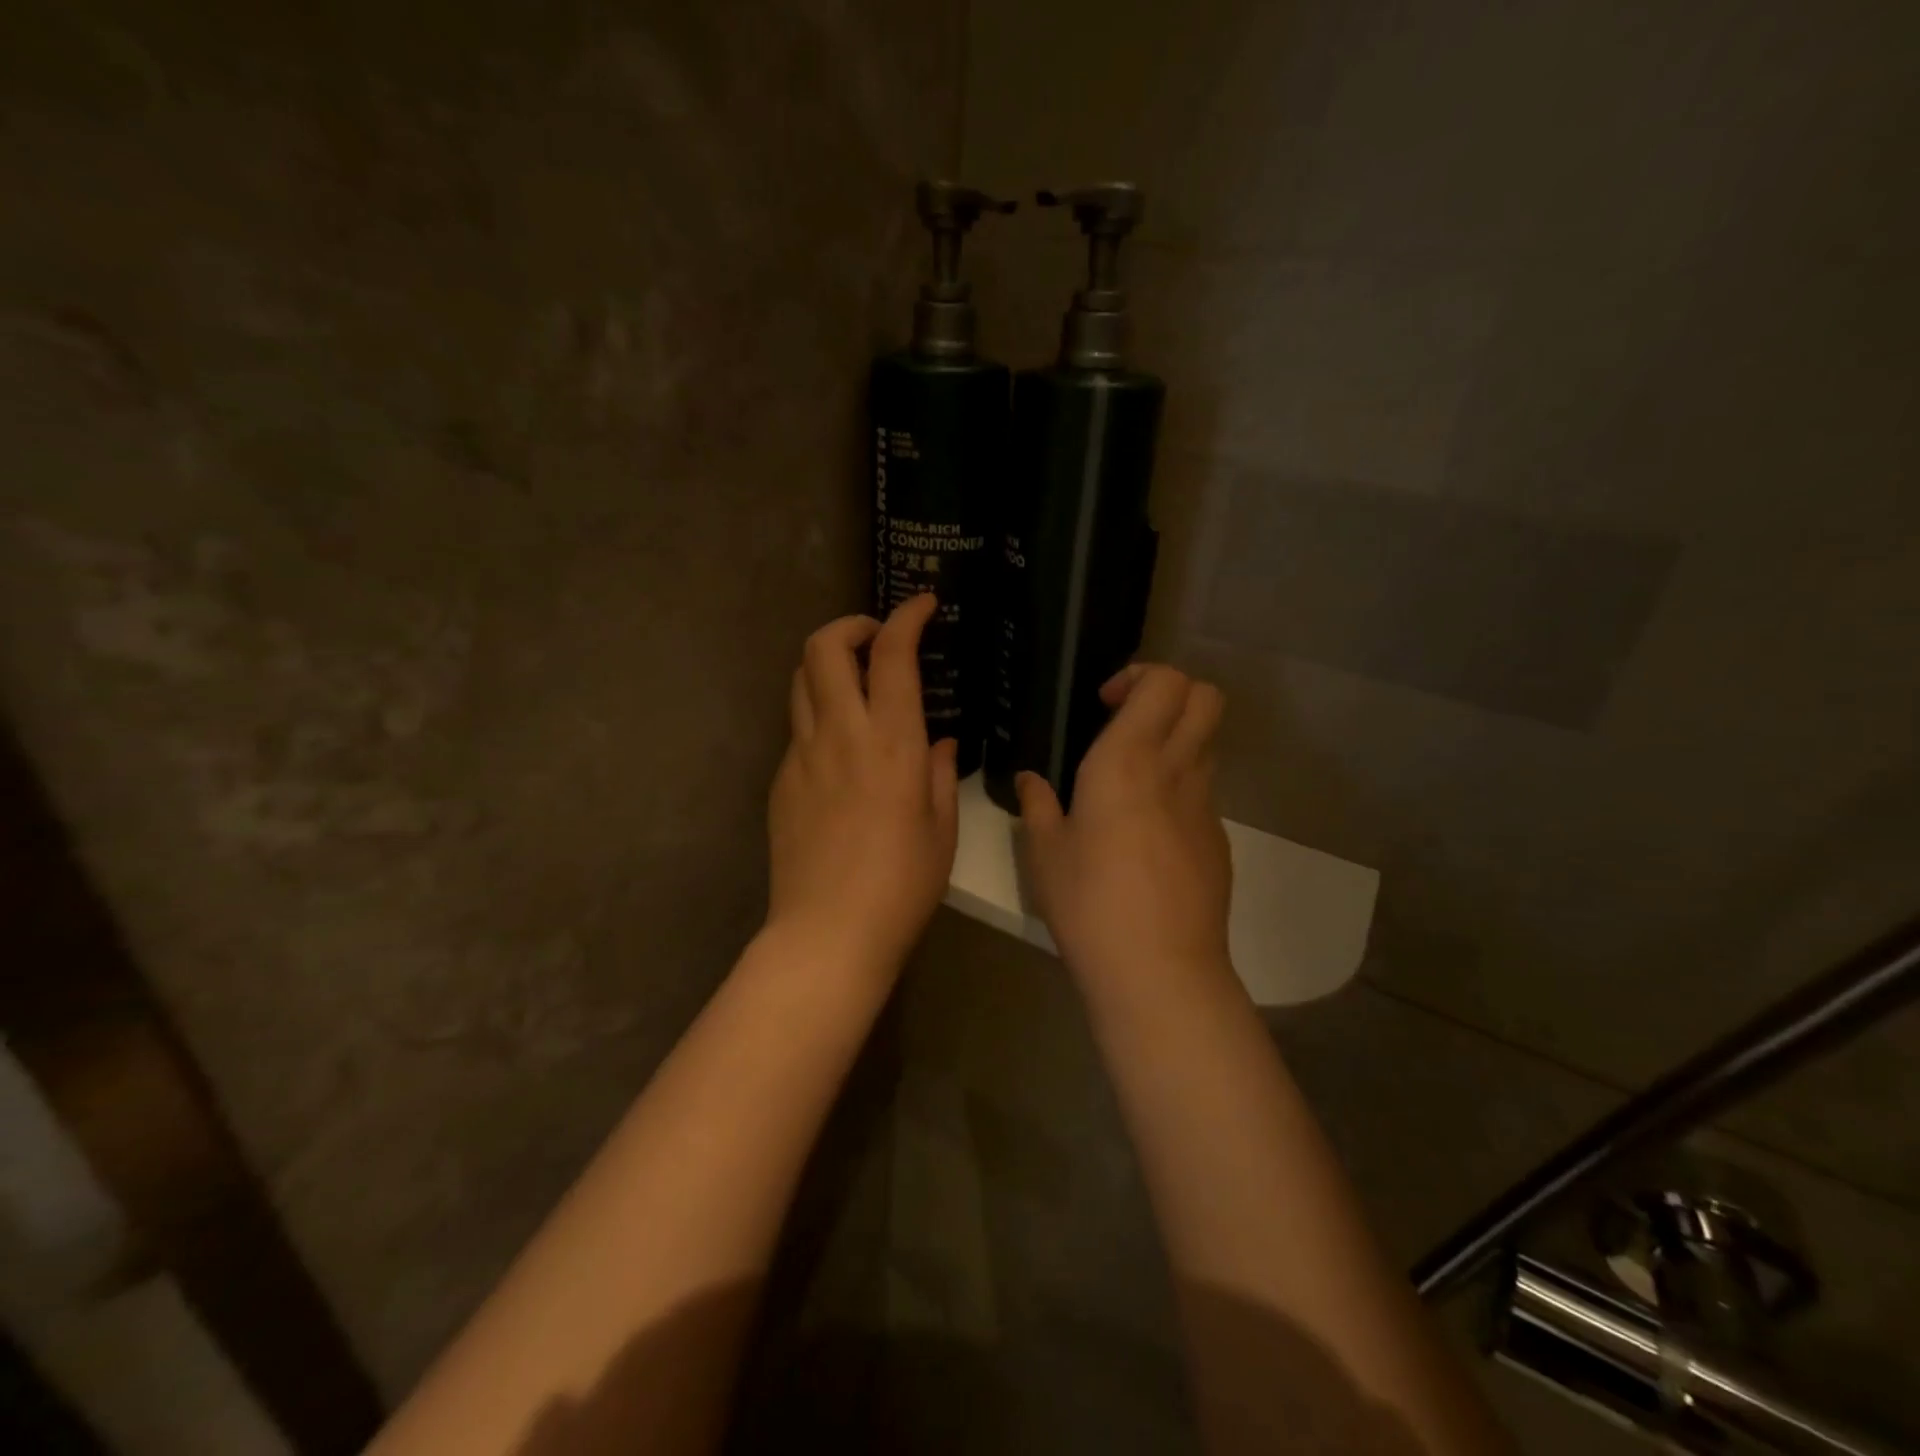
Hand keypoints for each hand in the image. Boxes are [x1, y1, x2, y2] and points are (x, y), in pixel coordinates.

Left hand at [766, 594, 958, 973]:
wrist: (828, 932)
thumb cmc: (902, 885)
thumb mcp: (942, 830)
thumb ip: (941, 776)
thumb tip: (940, 746)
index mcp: (893, 743)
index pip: (892, 654)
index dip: (906, 617)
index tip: (922, 606)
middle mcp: (841, 734)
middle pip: (823, 647)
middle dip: (850, 626)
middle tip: (876, 641)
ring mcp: (801, 755)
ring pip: (800, 681)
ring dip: (827, 665)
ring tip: (855, 685)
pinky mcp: (780, 781)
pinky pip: (797, 729)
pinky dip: (819, 716)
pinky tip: (840, 752)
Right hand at [1016, 665, 1231, 996]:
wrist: (1159, 970)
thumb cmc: (1089, 903)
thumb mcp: (1045, 854)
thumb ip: (1037, 806)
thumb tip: (1030, 781)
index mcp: (1128, 761)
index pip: (1165, 682)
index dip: (1139, 677)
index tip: (1104, 705)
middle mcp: (1176, 771)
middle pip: (1206, 697)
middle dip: (1171, 692)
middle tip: (1127, 723)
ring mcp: (1205, 807)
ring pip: (1206, 744)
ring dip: (1175, 741)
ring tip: (1131, 782)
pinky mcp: (1218, 841)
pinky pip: (1202, 793)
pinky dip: (1178, 790)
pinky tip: (1146, 837)